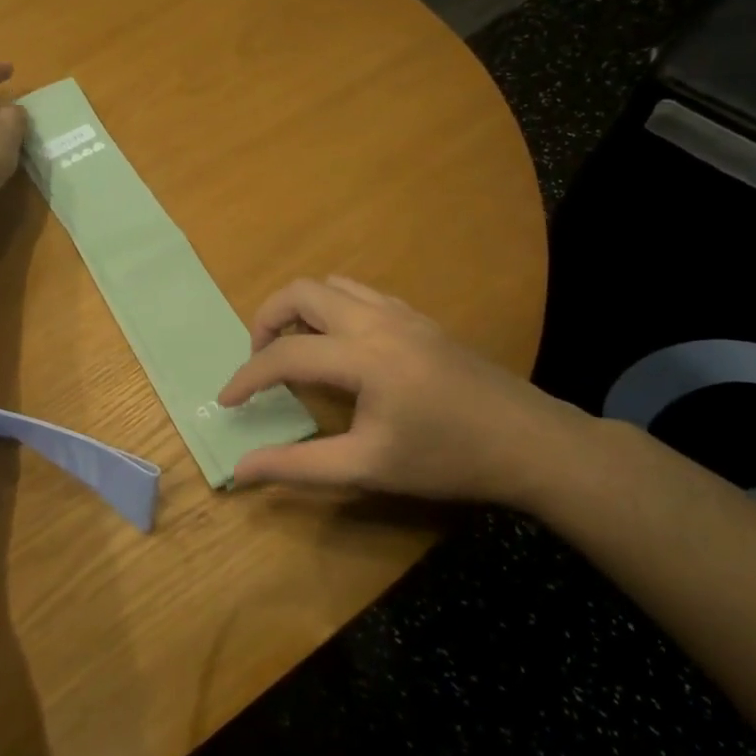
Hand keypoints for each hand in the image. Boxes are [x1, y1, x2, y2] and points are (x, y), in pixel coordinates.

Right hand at [218, 275, 602, 508]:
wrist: (528, 442)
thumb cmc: (447, 459)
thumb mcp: (368, 468)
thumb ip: (299, 466)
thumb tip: (241, 470)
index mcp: (363, 357)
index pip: (285, 355)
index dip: (247, 377)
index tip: (227, 401)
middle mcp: (376, 320)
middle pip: (301, 292)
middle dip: (266, 319)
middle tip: (259, 360)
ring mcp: (401, 312)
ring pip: (331, 285)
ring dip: (300, 309)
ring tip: (294, 349)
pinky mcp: (418, 317)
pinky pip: (360, 294)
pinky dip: (332, 308)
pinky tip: (340, 346)